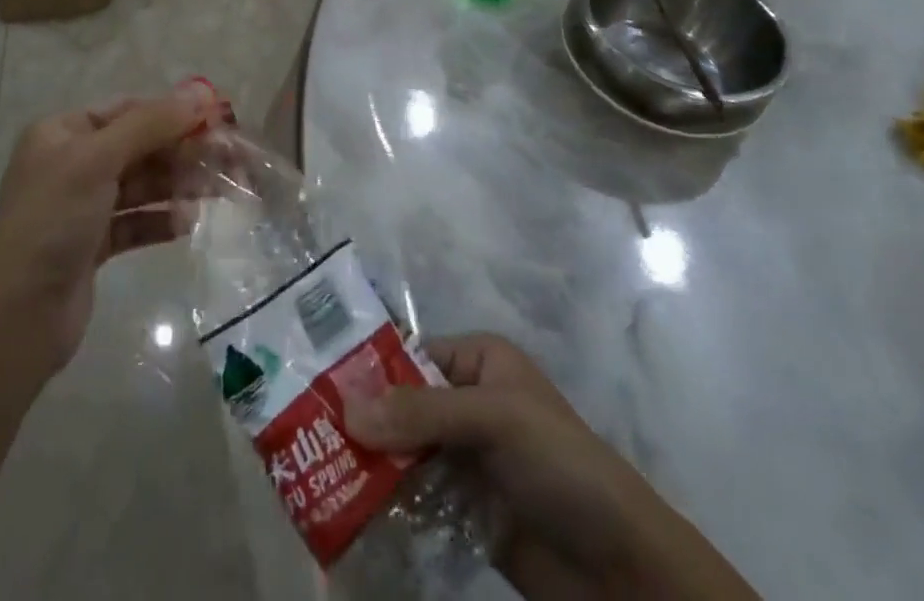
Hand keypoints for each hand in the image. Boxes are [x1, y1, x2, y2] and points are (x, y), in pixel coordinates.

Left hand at [0, 84, 220, 375]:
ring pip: (143, 185)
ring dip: (179, 185)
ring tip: (218, 192)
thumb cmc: (52, 222)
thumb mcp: (98, 160)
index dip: (173, 112)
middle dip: (183, 152)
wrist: (14, 318)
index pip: (129, 110)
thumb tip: (200, 93)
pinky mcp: (94, 245)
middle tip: (230, 159)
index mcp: (63, 133)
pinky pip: (137, 222)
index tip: (218, 121)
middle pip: (140, 147)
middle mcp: (72, 163)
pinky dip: (162, 220)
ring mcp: (82, 206)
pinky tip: (189, 224)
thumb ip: (150, 124)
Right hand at [347, 334, 756, 600]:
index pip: (409, 357)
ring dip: (366, 465)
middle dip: (359, 422)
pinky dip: (384, 505)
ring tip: (311, 474)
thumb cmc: (562, 464)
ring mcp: (464, 459)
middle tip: (301, 436)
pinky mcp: (463, 511)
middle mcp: (466, 402)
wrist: (622, 568)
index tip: (314, 386)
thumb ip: (422, 415)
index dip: (366, 370)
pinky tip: (345, 513)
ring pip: (402, 453)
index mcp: (477, 362)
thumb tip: (345, 411)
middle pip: (400, 406)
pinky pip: (413, 499)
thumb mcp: (496, 420)